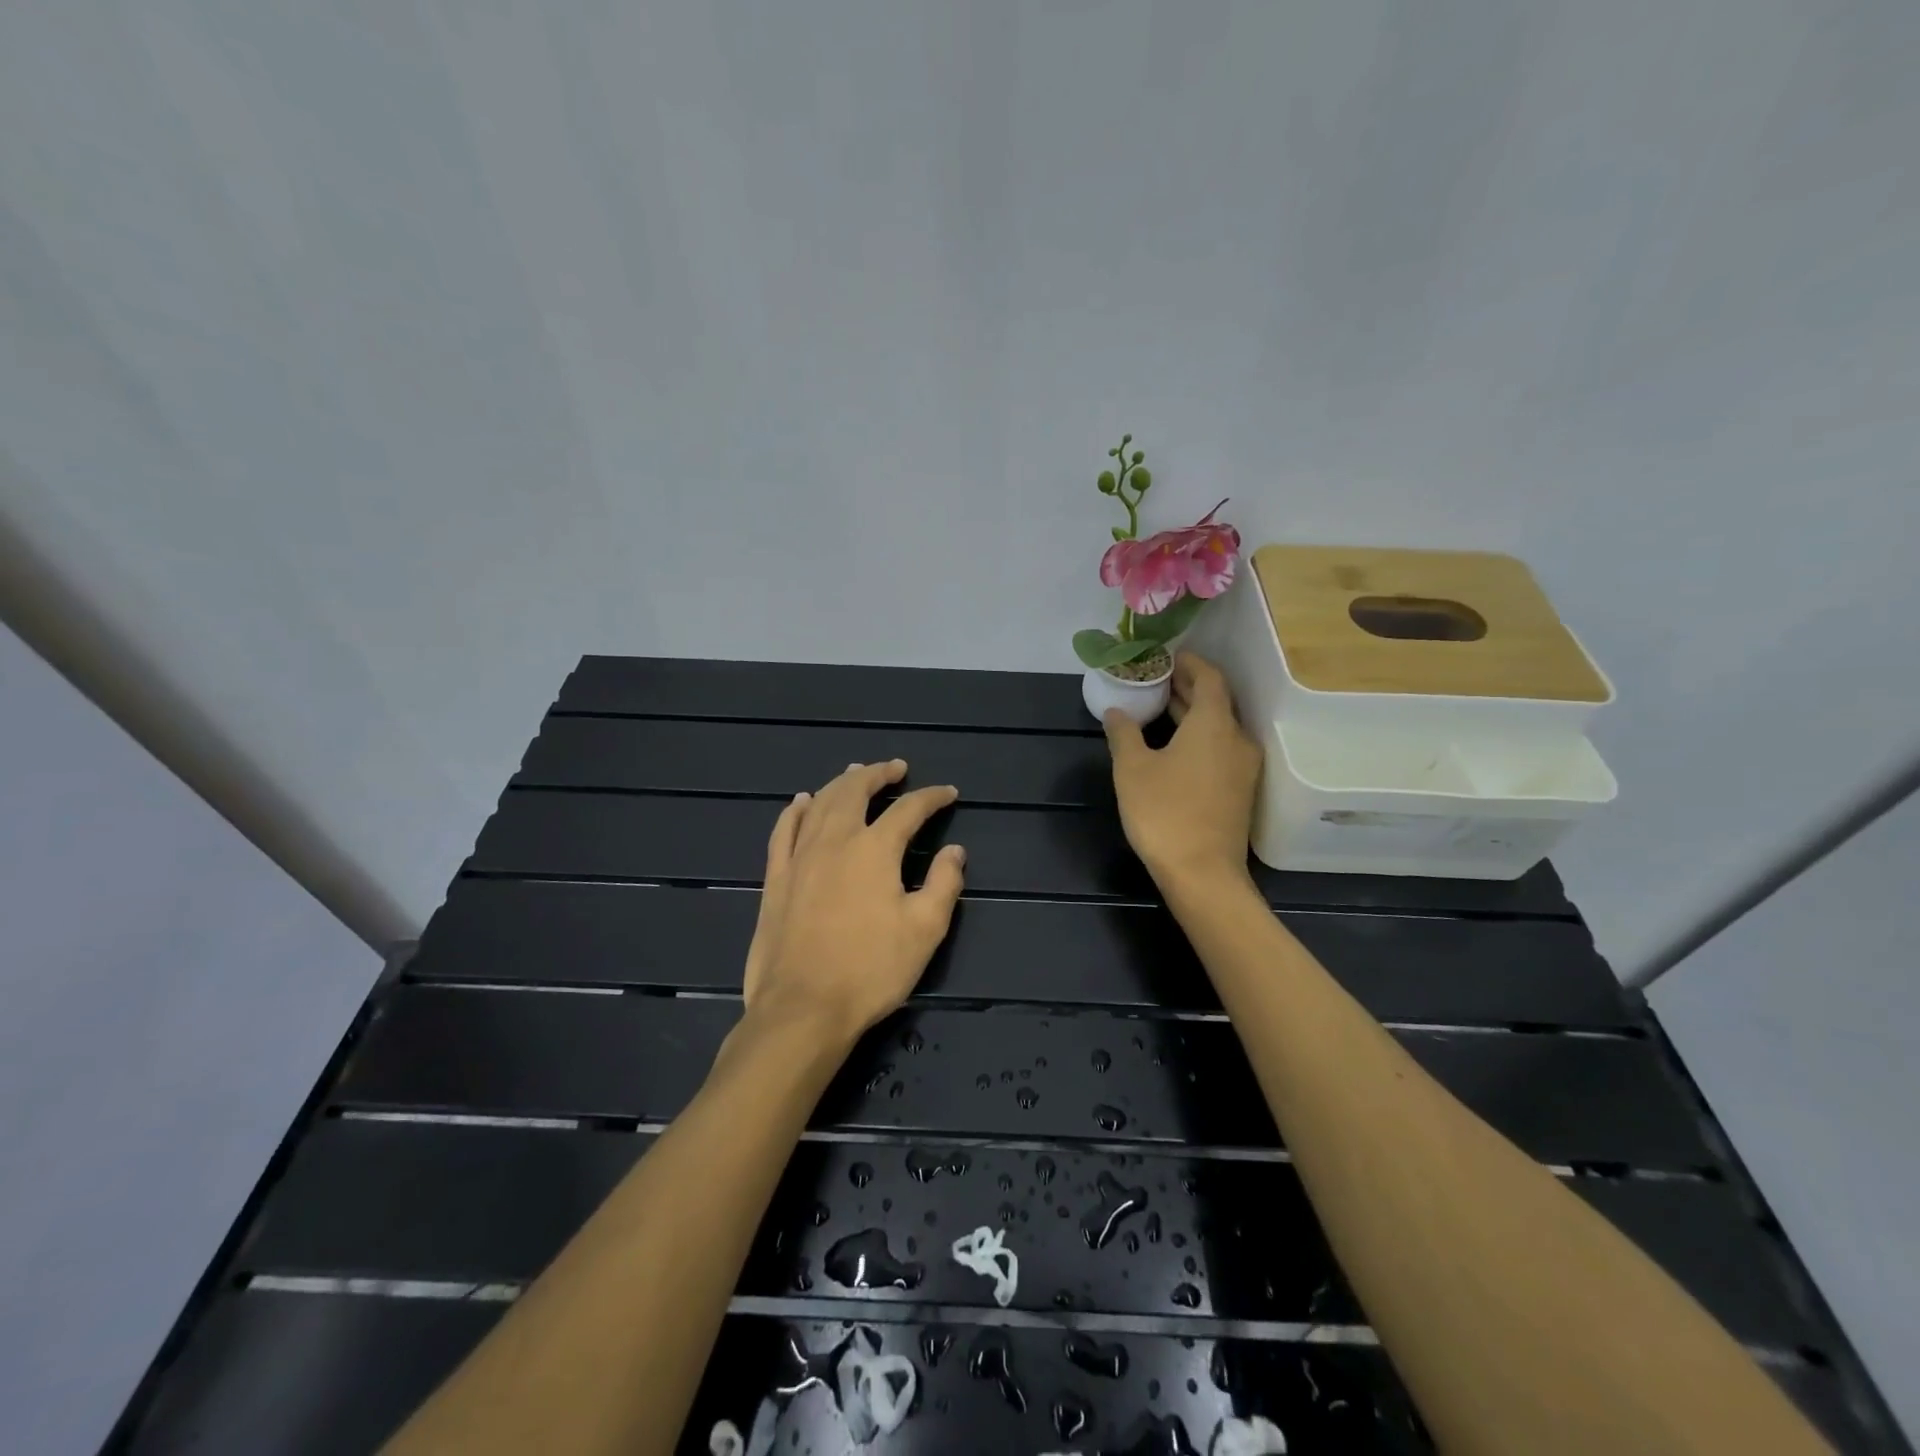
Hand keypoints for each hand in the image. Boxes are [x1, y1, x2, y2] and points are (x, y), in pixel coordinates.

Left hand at [741, 760, 966, 1049]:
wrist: (802, 1008)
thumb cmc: (870, 970)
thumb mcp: (924, 931)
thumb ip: (944, 884)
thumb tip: (955, 851)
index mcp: (875, 850)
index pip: (909, 809)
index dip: (931, 797)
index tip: (948, 792)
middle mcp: (835, 841)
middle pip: (856, 790)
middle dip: (879, 774)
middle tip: (895, 768)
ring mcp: (800, 857)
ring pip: (821, 803)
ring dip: (841, 783)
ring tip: (855, 772)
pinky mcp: (776, 878)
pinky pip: (783, 831)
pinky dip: (796, 810)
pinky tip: (802, 801)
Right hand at [1104, 653, 1261, 887]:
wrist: (1203, 874)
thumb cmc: (1164, 812)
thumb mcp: (1132, 769)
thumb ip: (1124, 734)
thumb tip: (1116, 712)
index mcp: (1214, 724)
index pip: (1210, 677)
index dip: (1190, 663)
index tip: (1167, 657)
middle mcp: (1237, 739)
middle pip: (1216, 701)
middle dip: (1187, 688)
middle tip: (1155, 681)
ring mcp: (1243, 767)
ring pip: (1219, 727)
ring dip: (1192, 714)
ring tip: (1159, 709)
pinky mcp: (1240, 790)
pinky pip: (1220, 749)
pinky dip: (1199, 737)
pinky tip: (1173, 747)